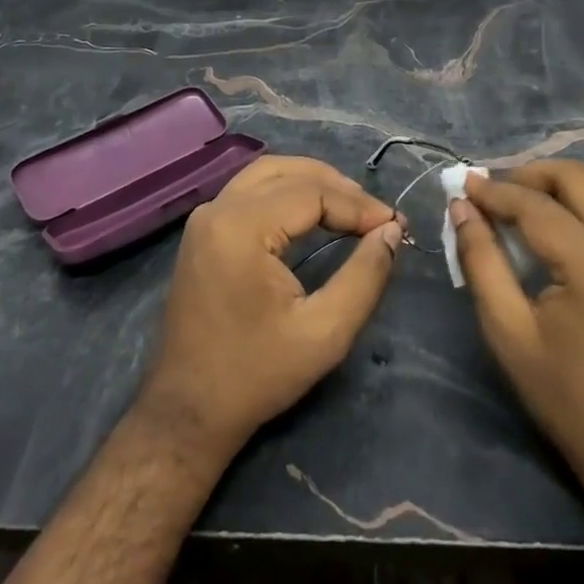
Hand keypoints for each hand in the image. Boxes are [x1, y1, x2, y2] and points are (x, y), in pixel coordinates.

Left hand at [138, 156, 403, 463]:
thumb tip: (392, 231)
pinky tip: (314, 213)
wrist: (188, 412)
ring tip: (352, 208)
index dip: (358, 205)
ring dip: (312, 182)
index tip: (395, 225)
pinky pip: (251, 190)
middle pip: (288, 172)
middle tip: (376, 215)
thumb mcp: (325, 333)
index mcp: (241, 227)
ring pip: (268, 173)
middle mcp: (218, 209)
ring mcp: (205, 217)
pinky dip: (287, 192)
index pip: (312, 192)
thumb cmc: (257, 375)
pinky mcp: (203, 230)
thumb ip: (365, 276)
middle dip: (338, 187)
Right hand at [451, 160, 583, 517]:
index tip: (466, 184)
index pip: (536, 206)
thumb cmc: (568, 397)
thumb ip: (481, 260)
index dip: (496, 191)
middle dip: (532, 175)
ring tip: (540, 206)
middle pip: (579, 177)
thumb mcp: (509, 331)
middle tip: (500, 191)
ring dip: (572, 186)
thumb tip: (462, 207)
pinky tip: (581, 231)